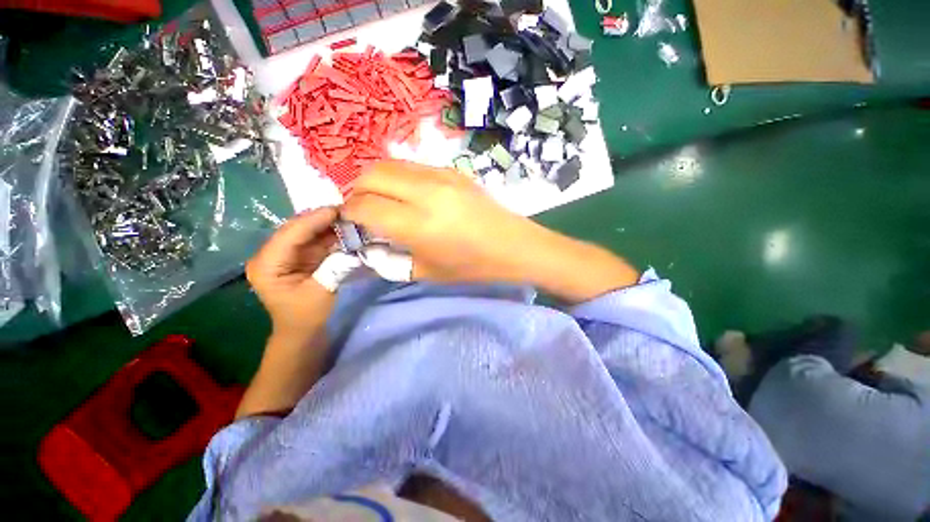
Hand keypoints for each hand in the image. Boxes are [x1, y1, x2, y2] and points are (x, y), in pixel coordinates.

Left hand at [246, 207, 337, 336]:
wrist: (301, 332)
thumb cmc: (306, 316)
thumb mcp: (321, 292)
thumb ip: (335, 267)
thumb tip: (351, 245)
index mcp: (267, 264)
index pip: (291, 234)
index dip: (315, 219)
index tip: (339, 209)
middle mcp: (271, 254)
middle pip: (296, 229)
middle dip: (321, 219)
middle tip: (348, 211)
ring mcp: (284, 255)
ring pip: (306, 232)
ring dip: (327, 225)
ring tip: (349, 217)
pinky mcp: (297, 257)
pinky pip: (313, 240)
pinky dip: (329, 235)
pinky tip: (344, 230)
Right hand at [343, 160, 638, 302]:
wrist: (513, 245)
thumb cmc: (473, 266)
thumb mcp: (427, 272)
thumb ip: (391, 259)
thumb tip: (368, 244)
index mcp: (418, 224)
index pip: (365, 207)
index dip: (349, 215)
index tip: (350, 224)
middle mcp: (426, 192)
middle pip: (371, 175)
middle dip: (358, 192)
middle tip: (363, 212)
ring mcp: (441, 176)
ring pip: (390, 165)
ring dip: (377, 181)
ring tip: (383, 202)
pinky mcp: (452, 170)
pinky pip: (413, 167)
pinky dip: (399, 178)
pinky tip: (409, 196)